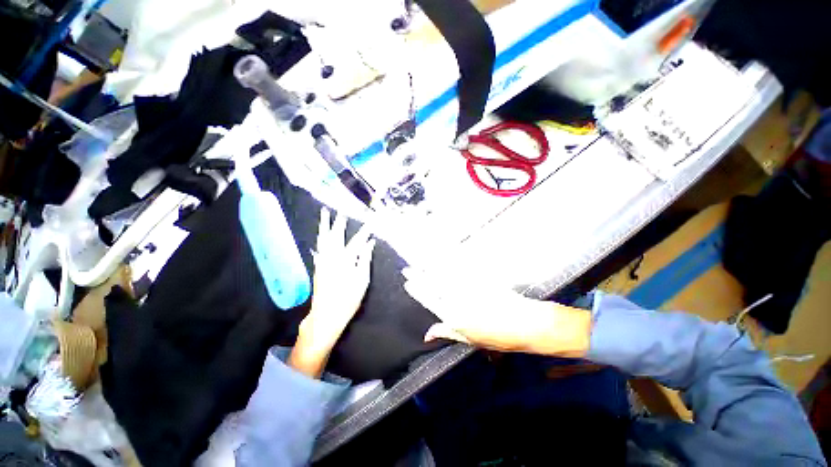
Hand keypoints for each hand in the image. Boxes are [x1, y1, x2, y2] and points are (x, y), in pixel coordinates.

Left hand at [289, 208, 374, 377]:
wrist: (326, 315)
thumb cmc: (348, 299)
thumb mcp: (362, 280)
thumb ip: (365, 259)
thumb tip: (369, 244)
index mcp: (346, 260)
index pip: (357, 241)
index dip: (364, 230)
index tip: (370, 222)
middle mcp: (332, 257)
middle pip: (335, 235)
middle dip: (338, 222)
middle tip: (339, 210)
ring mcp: (322, 261)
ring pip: (323, 239)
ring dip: (324, 225)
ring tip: (324, 214)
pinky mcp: (318, 266)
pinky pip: (319, 248)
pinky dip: (320, 238)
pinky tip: (320, 235)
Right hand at [403, 269, 591, 356]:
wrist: (525, 323)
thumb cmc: (498, 337)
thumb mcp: (469, 339)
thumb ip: (447, 332)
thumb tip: (428, 333)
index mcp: (454, 315)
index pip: (429, 299)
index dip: (417, 290)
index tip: (407, 282)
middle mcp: (458, 298)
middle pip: (434, 284)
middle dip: (419, 276)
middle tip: (407, 269)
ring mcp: (469, 287)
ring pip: (445, 274)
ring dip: (431, 267)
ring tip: (421, 262)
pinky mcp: (479, 278)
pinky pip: (461, 269)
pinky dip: (450, 263)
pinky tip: (443, 257)